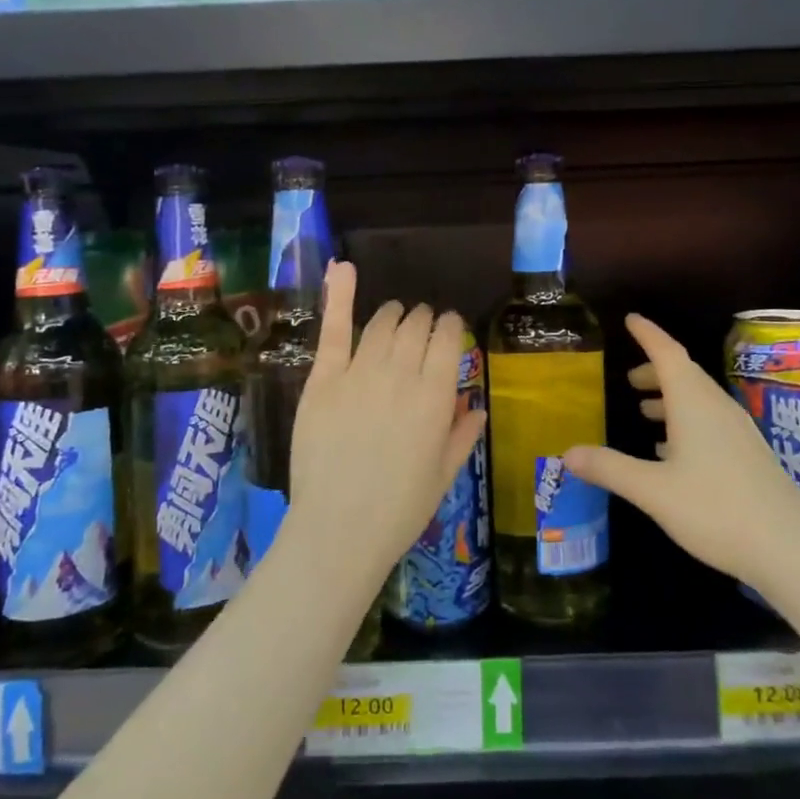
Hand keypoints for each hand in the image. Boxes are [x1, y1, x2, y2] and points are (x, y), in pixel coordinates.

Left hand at [285, 262, 486, 586]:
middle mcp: (401, 374)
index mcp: (436, 396)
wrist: (340, 531)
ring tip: (396, 318)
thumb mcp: (444, 474)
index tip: (449, 329)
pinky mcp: (323, 380)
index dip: (450, 327)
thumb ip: (462, 434)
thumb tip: (476, 405)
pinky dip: (339, 295)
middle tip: (422, 330)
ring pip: (382, 323)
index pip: (448, 337)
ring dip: (394, 314)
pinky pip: (335, 330)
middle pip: (416, 325)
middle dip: (424, 320)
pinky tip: (343, 268)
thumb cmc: (399, 510)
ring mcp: (359, 373)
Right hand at [564, 314, 799, 585]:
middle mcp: (717, 408)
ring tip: (645, 411)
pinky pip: (711, 422)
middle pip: (684, 374)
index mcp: (694, 404)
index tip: (630, 319)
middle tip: (629, 379)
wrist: (790, 549)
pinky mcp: (749, 455)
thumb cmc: (716, 509)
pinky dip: (686, 422)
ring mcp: (738, 432)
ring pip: (699, 399)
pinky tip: (673, 452)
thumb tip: (568, 452)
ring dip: (671, 398)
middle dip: (655, 371)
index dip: (648, 334)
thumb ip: (609, 468)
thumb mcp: (652, 490)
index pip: (668, 353)